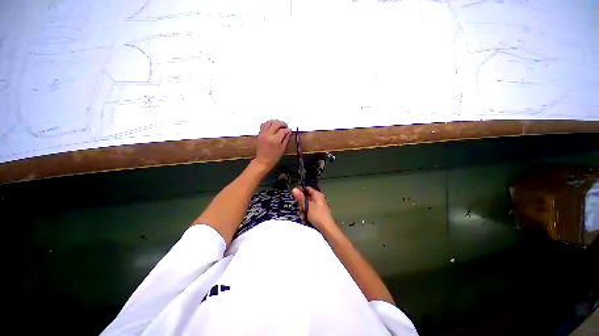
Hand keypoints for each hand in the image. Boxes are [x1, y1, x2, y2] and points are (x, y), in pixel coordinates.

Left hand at [255, 120, 291, 169]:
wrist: (263, 161)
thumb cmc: (273, 157)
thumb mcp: (282, 149)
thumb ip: (286, 139)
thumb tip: (289, 132)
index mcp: (275, 140)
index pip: (282, 130)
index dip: (287, 129)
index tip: (289, 130)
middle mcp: (268, 135)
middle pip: (275, 124)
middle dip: (282, 123)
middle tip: (285, 125)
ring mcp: (262, 134)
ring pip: (269, 122)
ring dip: (275, 121)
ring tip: (279, 124)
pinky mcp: (259, 134)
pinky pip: (263, 125)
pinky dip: (268, 123)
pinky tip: (272, 126)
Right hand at [292, 187, 335, 230]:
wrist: (327, 229)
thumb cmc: (317, 215)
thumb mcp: (307, 206)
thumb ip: (300, 197)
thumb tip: (294, 188)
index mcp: (317, 195)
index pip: (307, 189)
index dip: (300, 191)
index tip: (293, 196)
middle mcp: (318, 199)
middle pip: (306, 198)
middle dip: (301, 205)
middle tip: (300, 209)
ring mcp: (318, 206)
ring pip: (307, 206)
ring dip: (303, 211)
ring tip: (303, 217)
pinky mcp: (318, 212)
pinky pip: (309, 211)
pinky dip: (306, 215)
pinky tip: (305, 221)